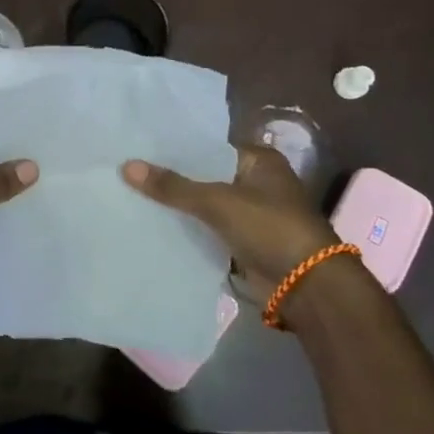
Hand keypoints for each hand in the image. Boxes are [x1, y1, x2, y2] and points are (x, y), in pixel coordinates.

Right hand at [122, 144, 337, 287]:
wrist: (307, 287)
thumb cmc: (270, 228)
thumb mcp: (218, 202)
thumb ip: (173, 186)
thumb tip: (126, 166)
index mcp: (259, 160)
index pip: (208, 147)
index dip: (176, 148)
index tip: (140, 147)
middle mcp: (256, 182)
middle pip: (204, 175)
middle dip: (173, 178)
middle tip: (128, 169)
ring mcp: (250, 214)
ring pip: (204, 204)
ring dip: (178, 205)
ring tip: (132, 194)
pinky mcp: (243, 242)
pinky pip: (207, 229)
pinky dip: (187, 229)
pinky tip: (153, 224)